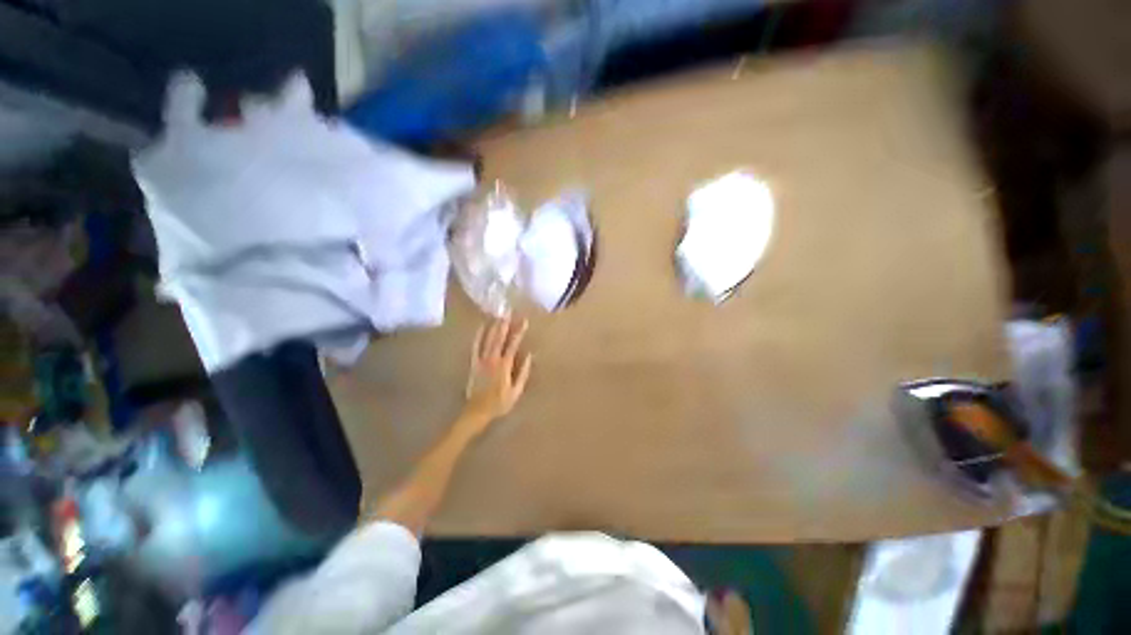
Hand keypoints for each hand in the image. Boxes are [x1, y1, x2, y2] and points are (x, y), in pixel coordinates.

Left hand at [461, 317, 532, 435]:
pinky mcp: (473, 363)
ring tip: (499, 316)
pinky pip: (475, 346)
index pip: (513, 344)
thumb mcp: (516, 391)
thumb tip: (529, 356)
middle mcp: (492, 359)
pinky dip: (479, 336)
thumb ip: (523, 372)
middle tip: (509, 312)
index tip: (524, 321)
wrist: (477, 411)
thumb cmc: (499, 403)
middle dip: (505, 324)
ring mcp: (481, 360)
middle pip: (499, 338)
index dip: (519, 332)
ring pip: (488, 339)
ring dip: (493, 327)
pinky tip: (481, 327)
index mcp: (504, 365)